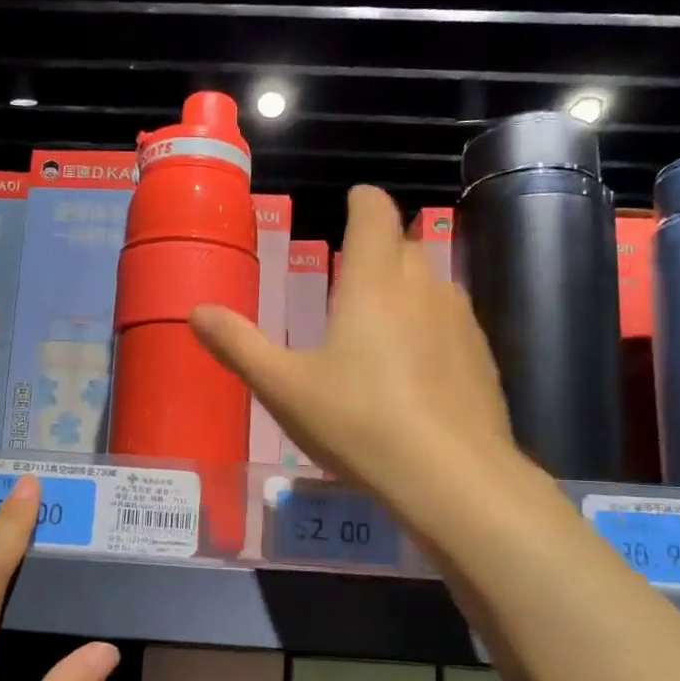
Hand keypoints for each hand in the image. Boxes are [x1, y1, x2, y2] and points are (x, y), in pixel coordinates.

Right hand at [191, 185, 527, 526]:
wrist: (451, 479)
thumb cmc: (358, 423)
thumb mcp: (284, 388)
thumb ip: (239, 345)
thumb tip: (197, 311)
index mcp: (373, 282)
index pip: (375, 213)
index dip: (362, 201)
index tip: (351, 202)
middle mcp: (424, 287)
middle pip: (404, 246)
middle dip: (379, 250)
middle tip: (349, 279)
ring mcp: (461, 321)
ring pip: (432, 284)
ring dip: (406, 290)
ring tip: (378, 326)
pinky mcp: (482, 358)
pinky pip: (452, 323)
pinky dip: (430, 329)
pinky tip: (415, 372)